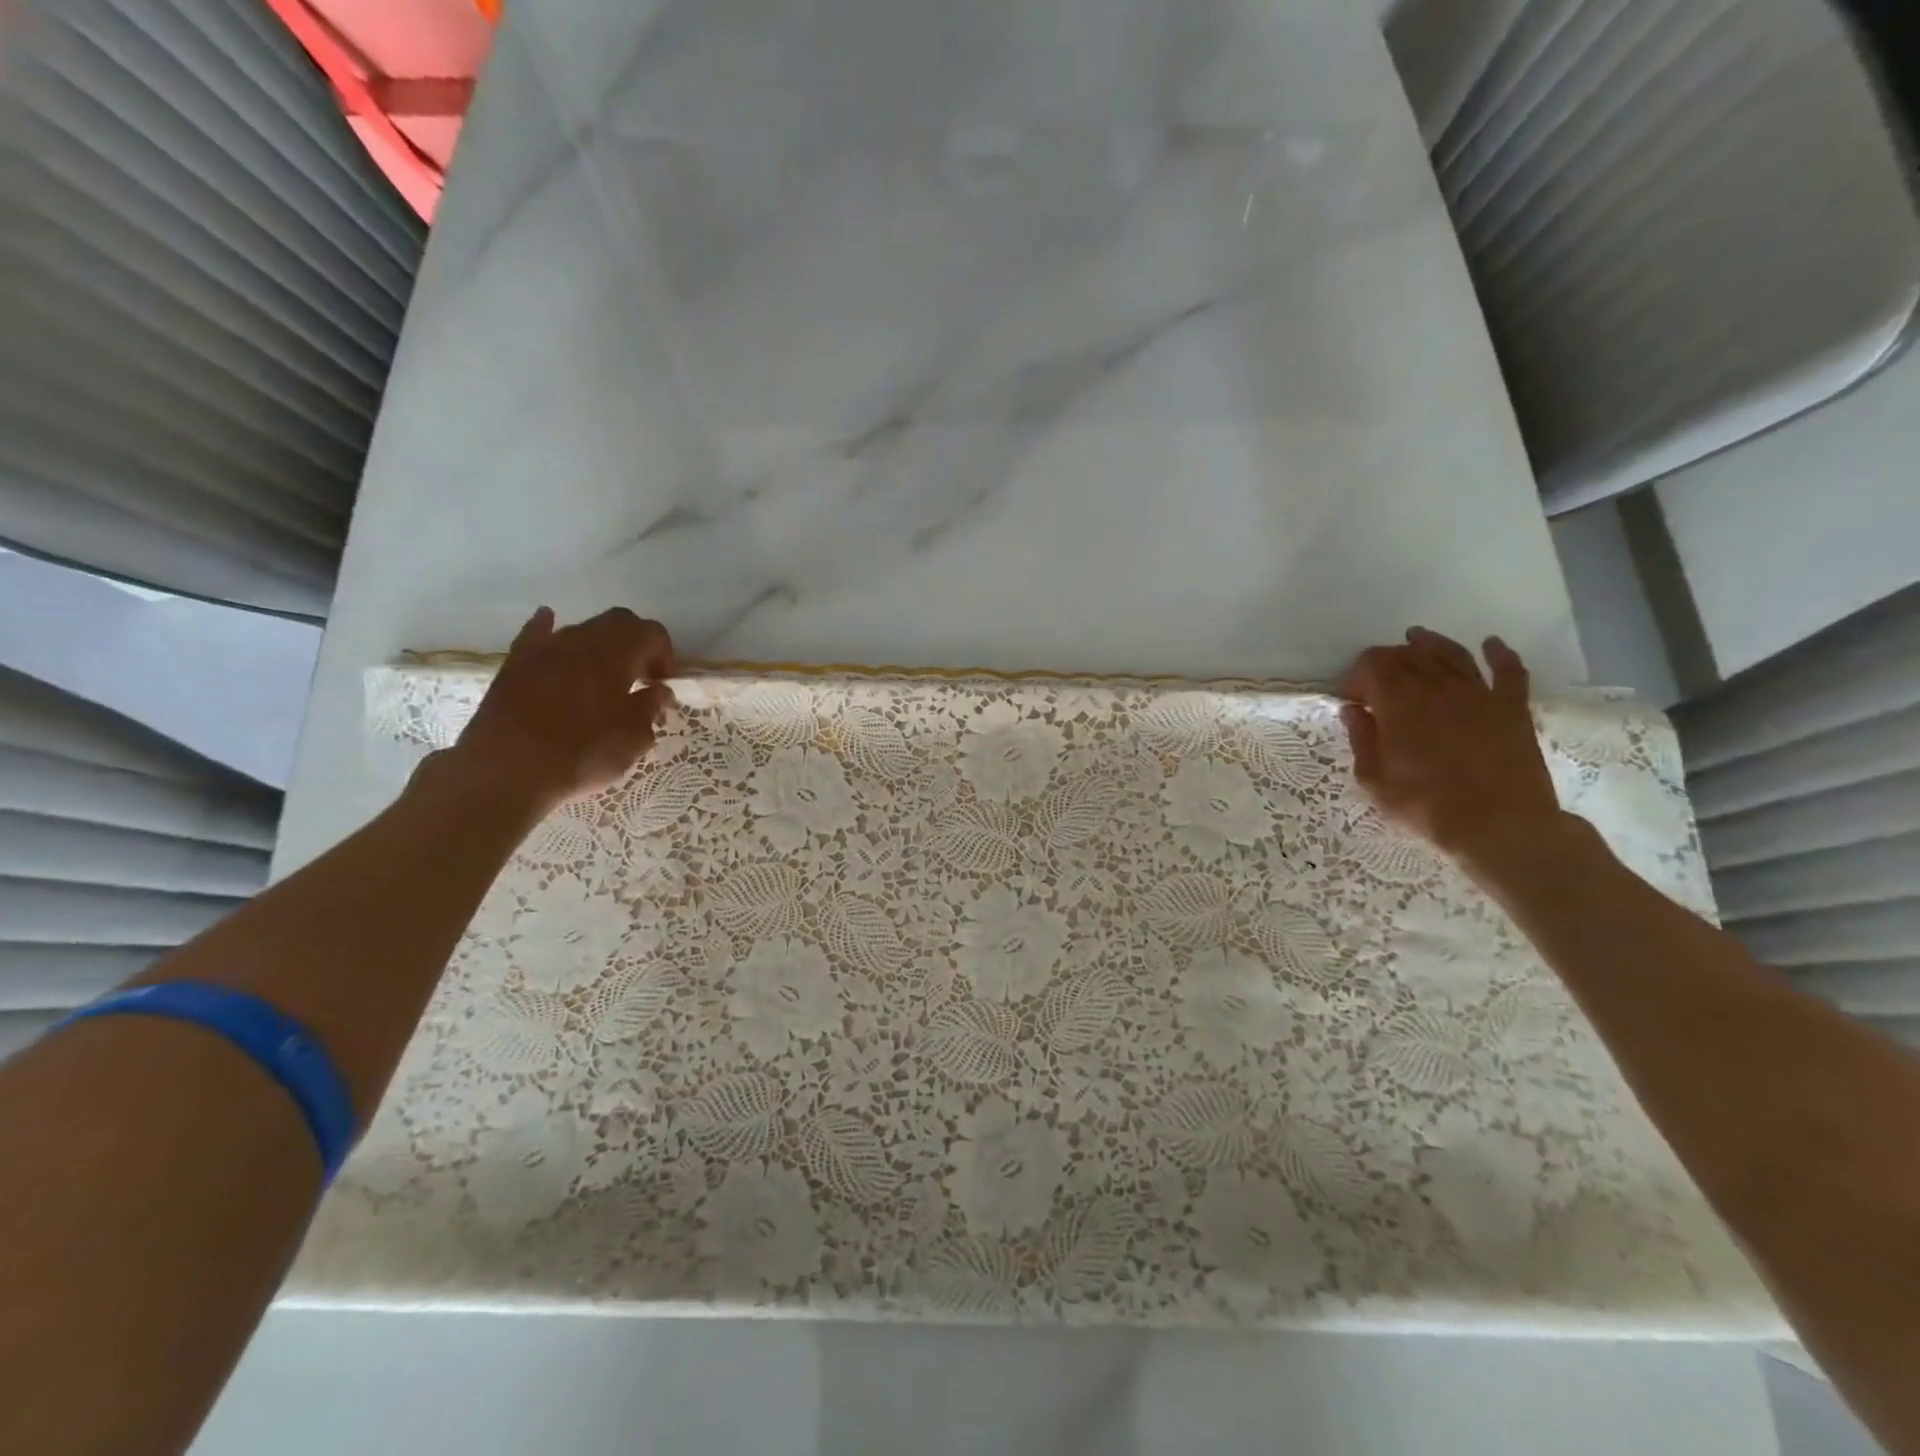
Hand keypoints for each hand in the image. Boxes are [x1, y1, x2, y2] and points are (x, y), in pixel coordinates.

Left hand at [446, 607, 676, 813]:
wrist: (506, 770)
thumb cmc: (582, 753)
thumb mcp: (633, 739)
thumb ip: (649, 708)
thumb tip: (658, 691)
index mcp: (617, 653)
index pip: (652, 633)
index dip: (666, 655)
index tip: (664, 685)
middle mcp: (582, 640)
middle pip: (618, 622)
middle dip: (636, 644)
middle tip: (641, 678)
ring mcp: (544, 648)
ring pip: (582, 630)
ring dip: (600, 646)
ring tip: (604, 678)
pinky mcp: (515, 664)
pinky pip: (537, 635)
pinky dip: (549, 629)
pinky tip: (550, 624)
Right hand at [1338, 627, 1562, 869]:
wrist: (1500, 825)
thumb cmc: (1426, 805)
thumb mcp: (1374, 779)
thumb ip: (1361, 739)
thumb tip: (1353, 710)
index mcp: (1398, 702)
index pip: (1372, 664)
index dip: (1357, 675)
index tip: (1352, 699)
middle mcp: (1437, 686)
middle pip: (1408, 654)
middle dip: (1387, 659)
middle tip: (1377, 678)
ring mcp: (1479, 693)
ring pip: (1451, 653)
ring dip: (1431, 643)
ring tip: (1417, 638)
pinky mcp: (1512, 706)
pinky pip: (1508, 670)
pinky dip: (1499, 653)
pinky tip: (1491, 643)